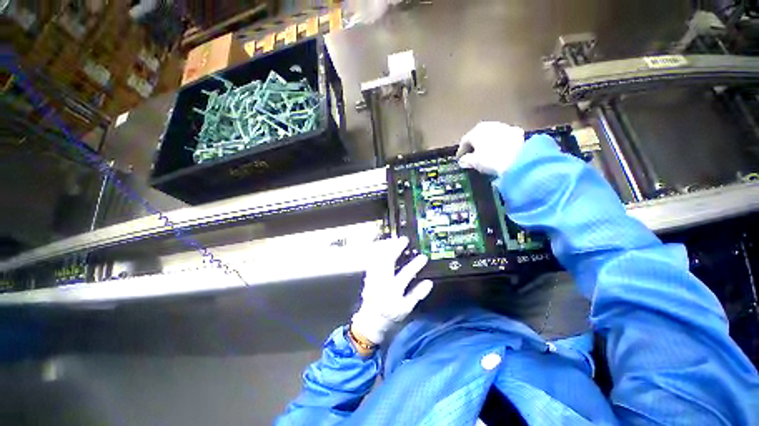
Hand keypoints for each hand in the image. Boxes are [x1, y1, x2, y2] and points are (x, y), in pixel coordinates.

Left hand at [351, 236, 433, 344]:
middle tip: (404, 240)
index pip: (406, 275)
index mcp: (393, 290)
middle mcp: (382, 282)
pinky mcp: (368, 276)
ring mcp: (373, 278)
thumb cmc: (390, 316)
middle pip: (388, 261)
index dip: (415, 265)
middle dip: (396, 249)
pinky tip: (381, 247)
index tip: (423, 257)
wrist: (371, 321)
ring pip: (378, 259)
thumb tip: (429, 283)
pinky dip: (377, 252)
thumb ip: (417, 295)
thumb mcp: (406, 309)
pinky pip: (371, 261)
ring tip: (393, 240)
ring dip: (386, 248)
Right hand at [456, 122, 525, 175]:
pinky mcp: (516, 132)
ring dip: (487, 142)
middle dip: (474, 145)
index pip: (464, 141)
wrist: (518, 160)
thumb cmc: (490, 160)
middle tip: (471, 155)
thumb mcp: (474, 163)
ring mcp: (504, 126)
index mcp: (476, 131)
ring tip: (485, 153)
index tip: (459, 159)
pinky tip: (500, 150)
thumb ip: (465, 160)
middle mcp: (488, 125)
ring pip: (491, 134)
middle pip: (478, 135)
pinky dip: (500, 142)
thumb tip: (463, 160)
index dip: (461, 151)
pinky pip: (503, 137)